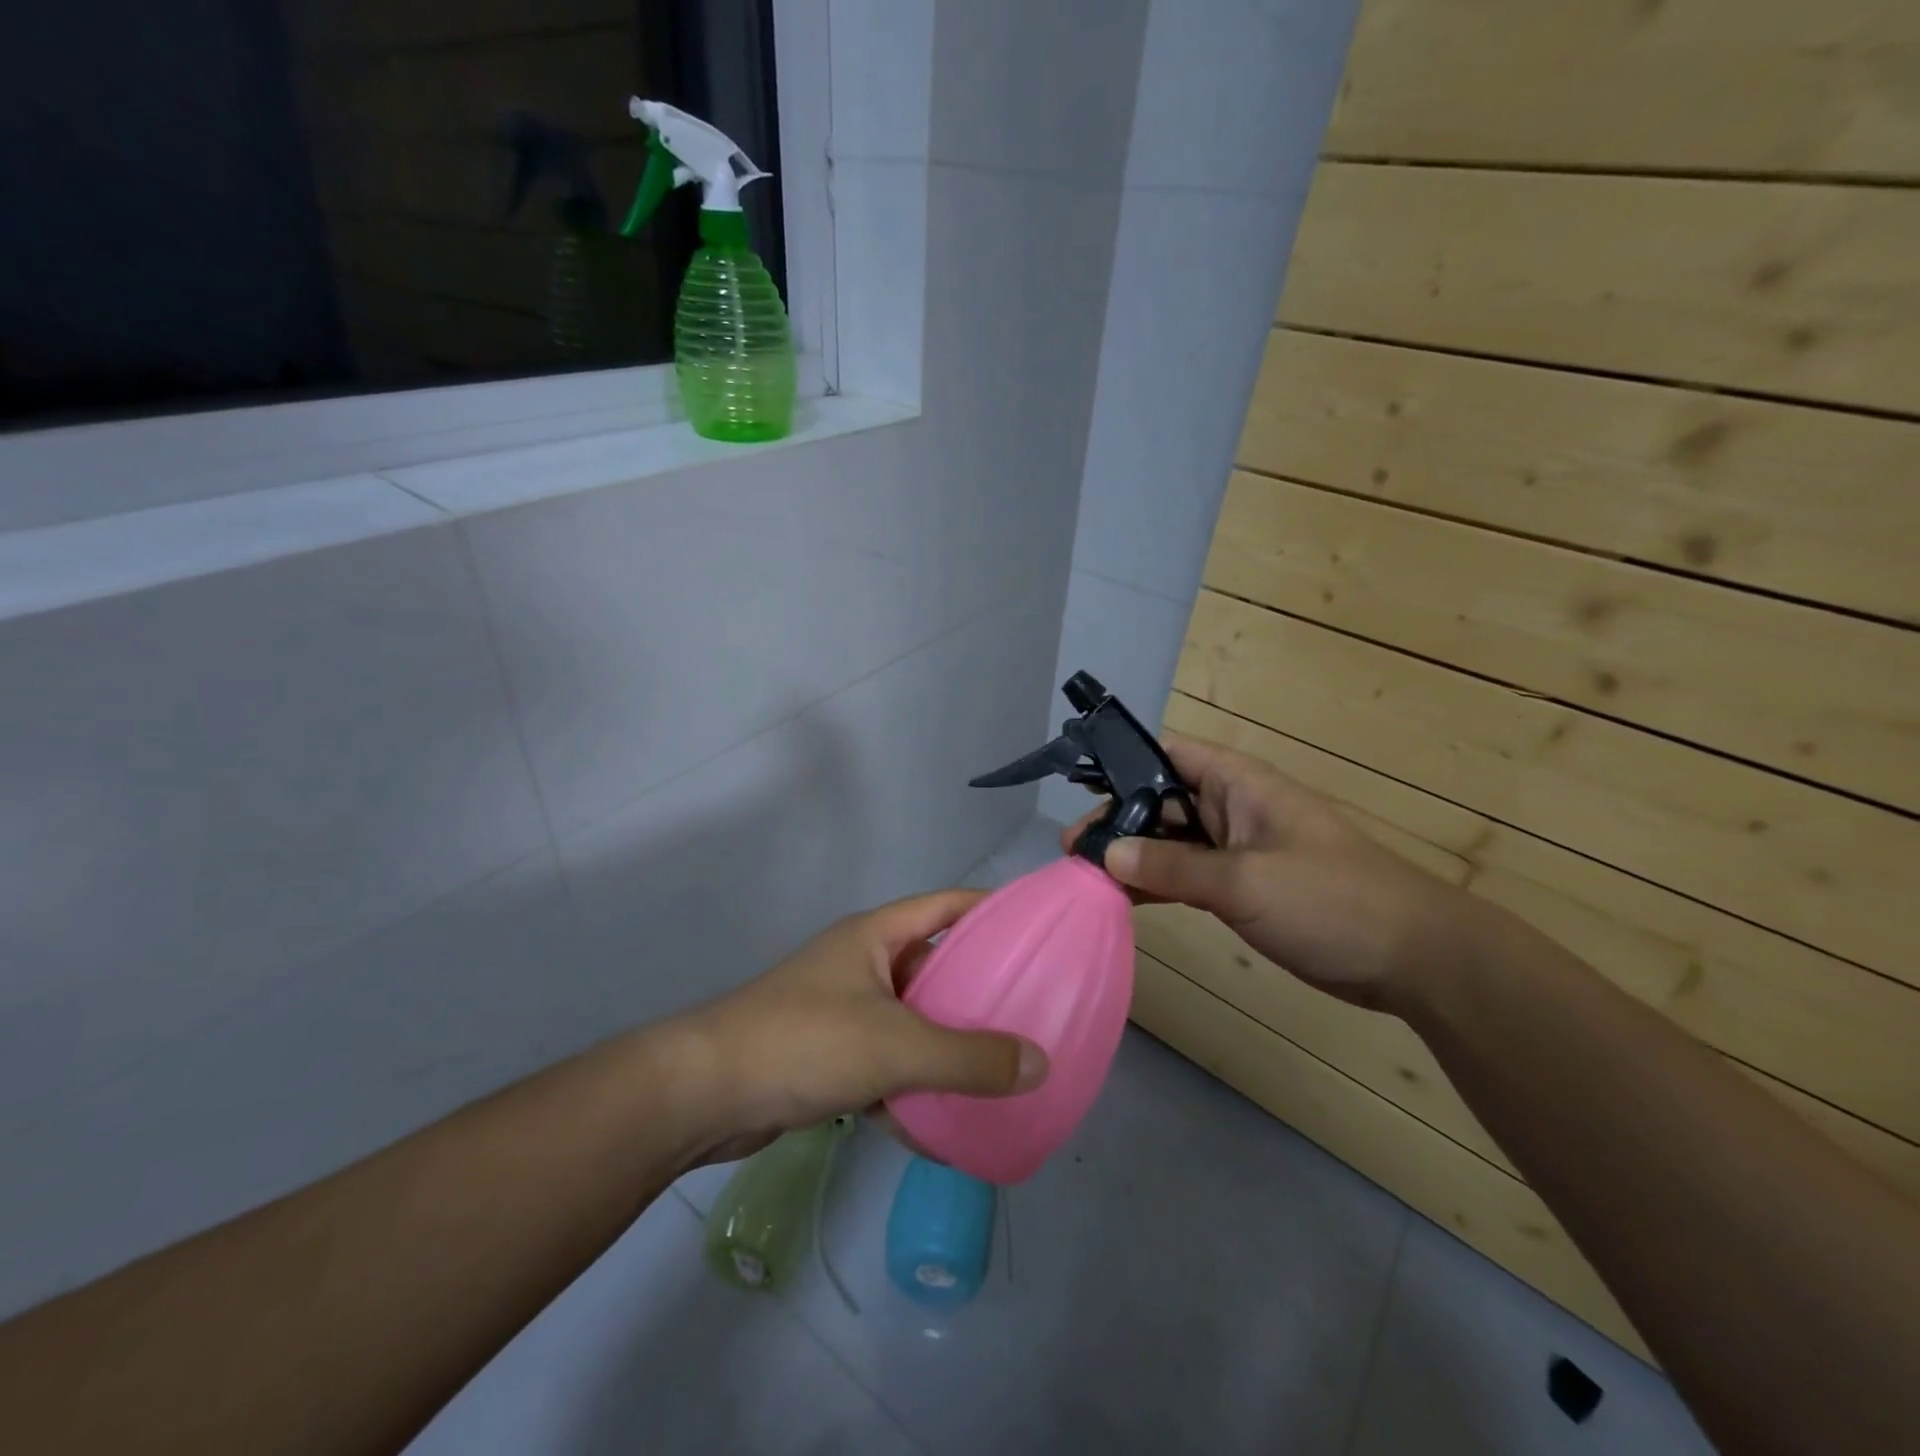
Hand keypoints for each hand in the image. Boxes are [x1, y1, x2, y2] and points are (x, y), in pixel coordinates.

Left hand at [677, 890, 1048, 1158]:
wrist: (703, 1094)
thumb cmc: (805, 1041)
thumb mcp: (896, 1046)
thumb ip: (969, 1058)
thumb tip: (1041, 1065)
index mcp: (875, 936)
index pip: (946, 905)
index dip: (990, 909)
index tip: (1035, 929)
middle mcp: (861, 964)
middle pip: (933, 966)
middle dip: (977, 989)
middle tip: (1029, 1010)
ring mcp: (842, 1010)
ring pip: (911, 1020)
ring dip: (946, 1045)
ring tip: (998, 1070)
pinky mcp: (827, 1056)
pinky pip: (885, 1065)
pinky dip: (910, 1089)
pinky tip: (940, 1128)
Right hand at [1064, 732, 1481, 1011]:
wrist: (1414, 959)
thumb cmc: (1330, 900)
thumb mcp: (1244, 880)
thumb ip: (1172, 866)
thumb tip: (1108, 853)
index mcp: (1238, 784)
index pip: (1167, 754)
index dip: (1122, 765)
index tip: (1081, 794)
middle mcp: (1232, 809)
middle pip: (1161, 801)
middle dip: (1118, 820)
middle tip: (1074, 851)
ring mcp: (1237, 850)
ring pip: (1171, 842)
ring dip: (1133, 856)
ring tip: (1085, 875)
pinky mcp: (1243, 888)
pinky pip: (1187, 875)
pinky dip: (1157, 884)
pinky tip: (1124, 898)